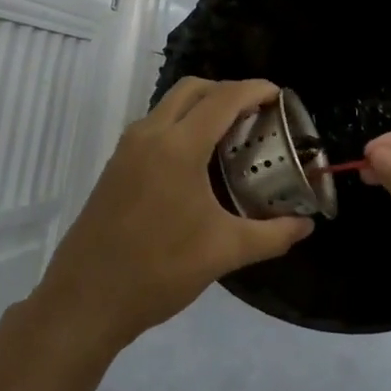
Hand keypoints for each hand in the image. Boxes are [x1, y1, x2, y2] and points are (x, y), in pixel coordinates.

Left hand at [34, 78, 313, 357]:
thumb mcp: (224, 252)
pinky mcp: (116, 167)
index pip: (223, 98)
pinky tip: (200, 163)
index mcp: (178, 146)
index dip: (255, 90)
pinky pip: (155, 127)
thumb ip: (271, 234)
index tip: (280, 96)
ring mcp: (127, 149)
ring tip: (233, 136)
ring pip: (169, 106)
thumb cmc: (158, 270)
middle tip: (257, 113)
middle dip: (227, 91)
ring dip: (202, 107)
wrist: (84, 301)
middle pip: (193, 89)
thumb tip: (305, 226)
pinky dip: (182, 126)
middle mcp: (149, 135)